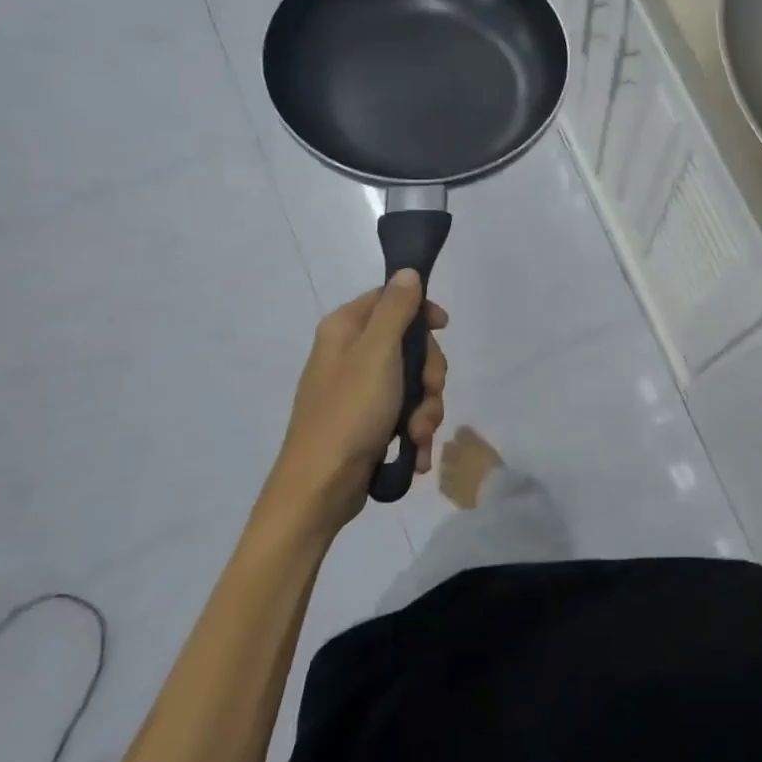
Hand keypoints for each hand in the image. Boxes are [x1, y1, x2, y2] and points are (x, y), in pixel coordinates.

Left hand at [263, 272, 447, 534]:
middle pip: (409, 342)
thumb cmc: (349, 413)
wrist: (319, 490)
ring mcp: (358, 390)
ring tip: (418, 433)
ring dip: (426, 407)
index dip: (422, 311)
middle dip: (428, 373)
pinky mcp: (367, 421)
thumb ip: (396, 309)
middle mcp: (350, 353)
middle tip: (429, 393)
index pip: (392, 298)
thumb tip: (407, 271)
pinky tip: (417, 448)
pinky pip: (404, 411)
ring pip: (413, 381)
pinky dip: (416, 428)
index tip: (443, 329)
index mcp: (345, 329)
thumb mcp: (378, 354)